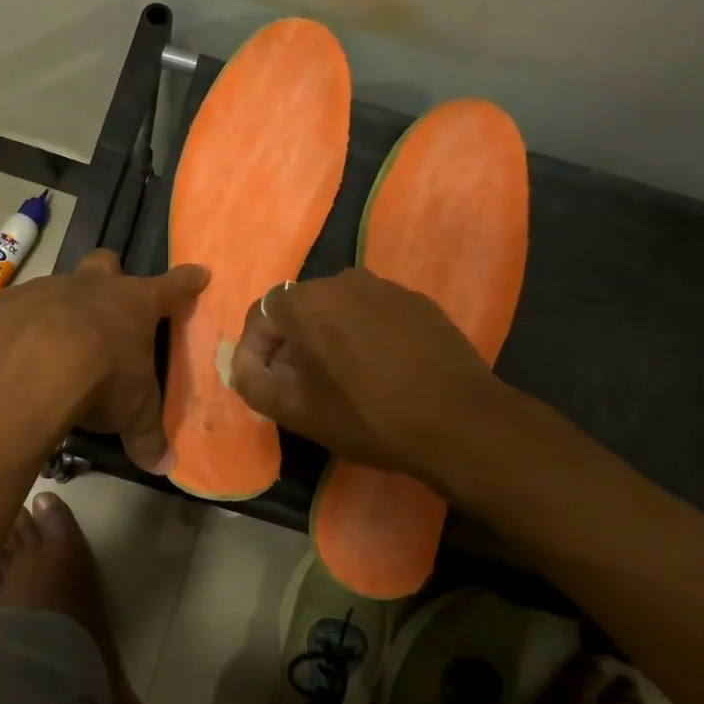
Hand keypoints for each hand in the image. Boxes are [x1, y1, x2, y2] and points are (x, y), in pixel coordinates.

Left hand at [0, 249, 208, 473]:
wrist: (28, 367)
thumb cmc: (101, 380)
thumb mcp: (133, 413)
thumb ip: (147, 436)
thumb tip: (164, 466)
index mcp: (134, 304)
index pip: (171, 287)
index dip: (185, 282)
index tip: (198, 272)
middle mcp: (92, 287)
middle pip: (106, 264)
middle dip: (110, 275)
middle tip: (109, 300)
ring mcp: (46, 290)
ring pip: (59, 285)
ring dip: (61, 307)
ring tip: (55, 342)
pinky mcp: (6, 304)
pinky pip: (18, 310)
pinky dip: (21, 327)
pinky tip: (17, 354)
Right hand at [228, 268, 509, 490]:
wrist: (459, 422)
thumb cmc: (367, 416)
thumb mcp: (295, 411)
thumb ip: (253, 383)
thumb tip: (244, 367)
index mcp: (306, 302)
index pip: (260, 316)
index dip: (253, 352)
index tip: (262, 384)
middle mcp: (342, 281)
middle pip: (298, 309)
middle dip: (290, 344)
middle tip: (298, 385)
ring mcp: (386, 288)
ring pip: (337, 310)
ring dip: (327, 339)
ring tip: (340, 379)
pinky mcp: (418, 302)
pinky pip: (373, 314)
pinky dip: (363, 336)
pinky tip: (380, 371)